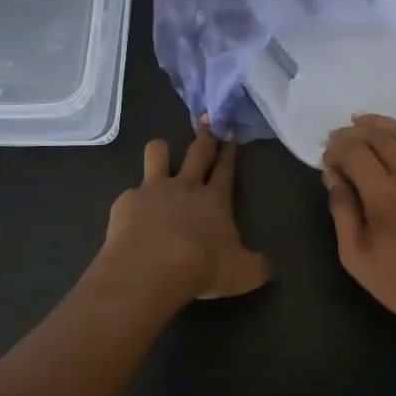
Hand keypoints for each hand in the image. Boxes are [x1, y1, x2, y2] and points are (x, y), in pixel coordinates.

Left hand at [101, 121, 273, 303]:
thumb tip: (268, 268)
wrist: (152, 268)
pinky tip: (132, 216)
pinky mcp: (126, 202)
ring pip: (157, 154)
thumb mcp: (243, 274)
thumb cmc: (203, 267)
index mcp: (215, 200)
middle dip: (204, 136)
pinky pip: (130, 193)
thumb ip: (257, 267)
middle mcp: (185, 187)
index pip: (226, 169)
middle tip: (206, 120)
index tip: (230, 134)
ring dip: (161, 150)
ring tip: (161, 153)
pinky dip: (133, 201)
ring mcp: (153, 190)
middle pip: (197, 152)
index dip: (229, 152)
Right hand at [323, 115, 395, 354]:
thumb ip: (342, 210)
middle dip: (354, 132)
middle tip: (339, 137)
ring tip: (363, 122)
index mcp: (385, 195)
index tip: (326, 157)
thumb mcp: (356, 256)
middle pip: (379, 136)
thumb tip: (333, 176)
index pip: (355, 151)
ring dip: (381, 125)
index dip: (336, 148)